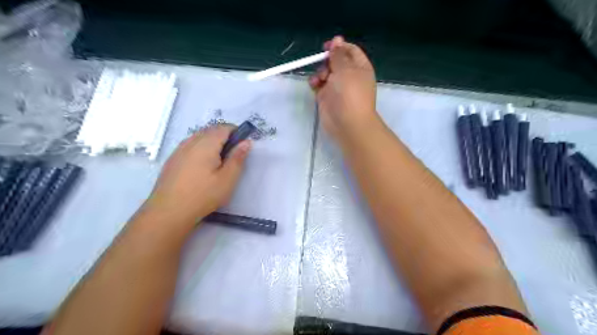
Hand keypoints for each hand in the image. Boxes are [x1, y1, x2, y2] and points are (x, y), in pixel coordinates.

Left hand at [147, 126, 252, 224]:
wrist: (169, 212)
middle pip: (210, 130)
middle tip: (233, 155)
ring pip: (199, 137)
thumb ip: (238, 158)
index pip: (223, 128)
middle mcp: (191, 142)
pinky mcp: (172, 160)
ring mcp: (179, 150)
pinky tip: (202, 166)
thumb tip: (246, 142)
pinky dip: (200, 149)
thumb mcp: (227, 179)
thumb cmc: (203, 195)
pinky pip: (190, 146)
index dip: (236, 131)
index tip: (243, 144)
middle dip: (224, 136)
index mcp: (206, 144)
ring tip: (219, 161)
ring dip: (212, 142)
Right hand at [308, 36, 376, 142]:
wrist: (347, 123)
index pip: (351, 51)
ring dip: (320, 72)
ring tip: (320, 79)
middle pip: (336, 61)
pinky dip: (315, 83)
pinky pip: (319, 85)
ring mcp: (337, 88)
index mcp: (360, 68)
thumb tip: (337, 40)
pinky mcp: (327, 98)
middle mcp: (349, 76)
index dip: (339, 46)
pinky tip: (314, 84)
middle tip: (324, 65)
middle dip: (327, 60)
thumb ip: (338, 55)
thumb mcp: (346, 69)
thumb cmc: (350, 94)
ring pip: (326, 73)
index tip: (327, 46)